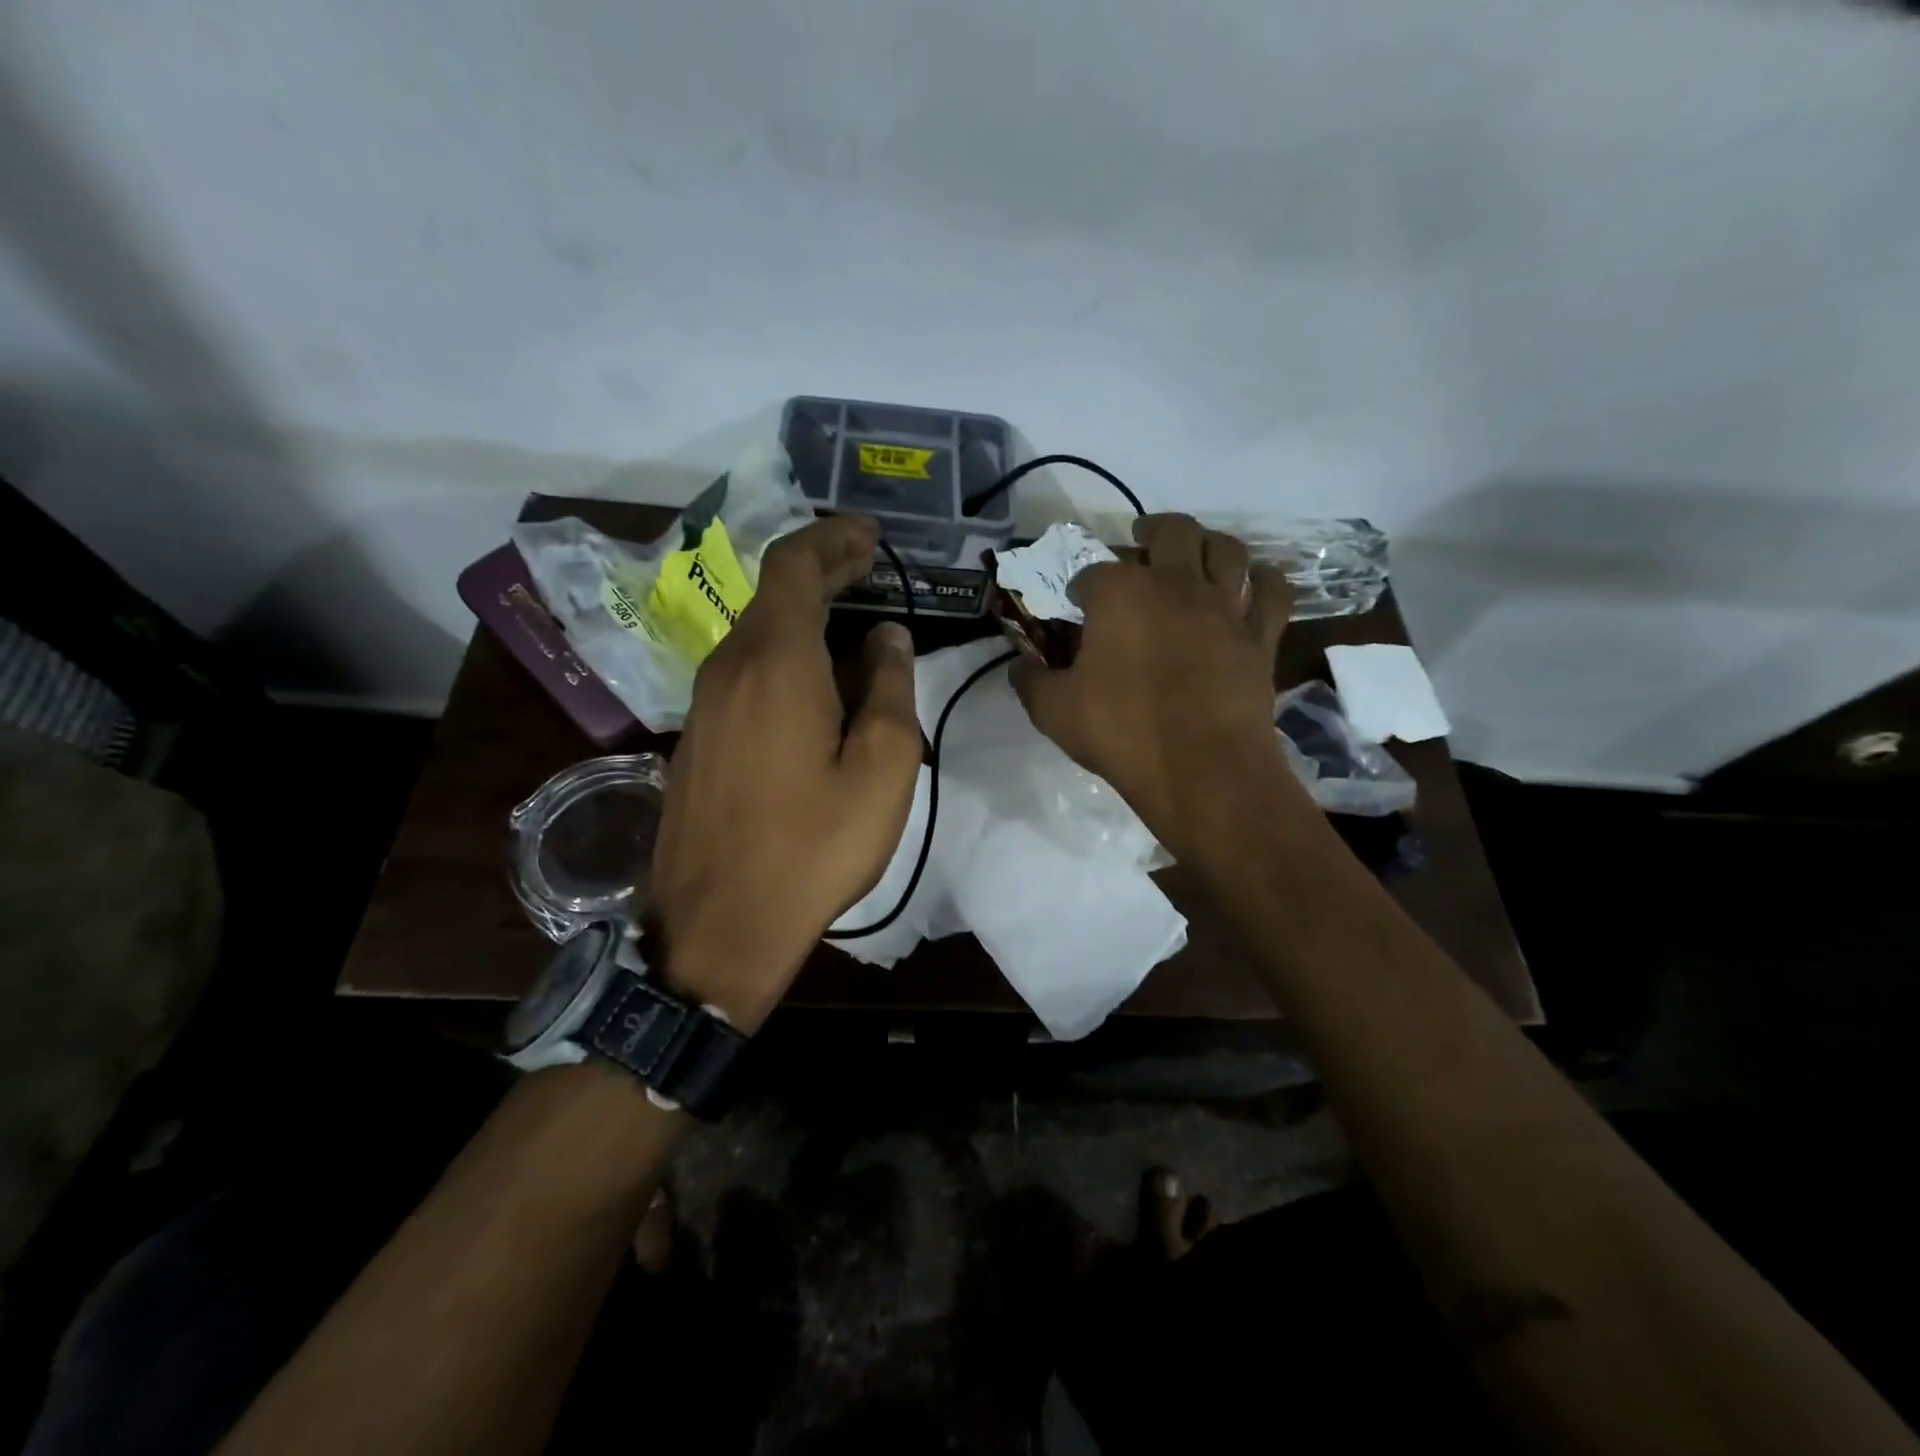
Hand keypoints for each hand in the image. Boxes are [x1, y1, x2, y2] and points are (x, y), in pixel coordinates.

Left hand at [650, 515, 920, 1030]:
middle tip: (870, 568)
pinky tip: (817, 685)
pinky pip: (745, 672)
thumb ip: (891, 689)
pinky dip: (785, 655)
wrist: (719, 927)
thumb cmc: (813, 847)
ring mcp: (703, 703)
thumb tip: (886, 638)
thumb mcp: (882, 770)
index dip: (834, 539)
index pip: (795, 564)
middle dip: (823, 571)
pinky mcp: (696, 737)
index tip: (871, 535)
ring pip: (758, 634)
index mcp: (775, 661)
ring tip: (855, 628)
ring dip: (805, 617)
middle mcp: (728, 666)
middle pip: (773, 593)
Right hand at [1011, 514, 1296, 860]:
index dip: (1082, 586)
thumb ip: (1030, 681)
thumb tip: (1018, 666)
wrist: (1201, 769)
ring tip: (1195, 551)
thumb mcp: (1053, 712)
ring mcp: (1224, 607)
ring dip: (1208, 542)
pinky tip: (1253, 582)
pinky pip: (1273, 591)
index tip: (1077, 603)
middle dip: (1150, 530)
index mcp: (1120, 594)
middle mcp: (1175, 584)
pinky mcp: (1260, 636)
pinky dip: (1263, 579)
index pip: (1094, 572)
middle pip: (1170, 531)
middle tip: (1140, 540)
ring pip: (1226, 549)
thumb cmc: (1121, 733)